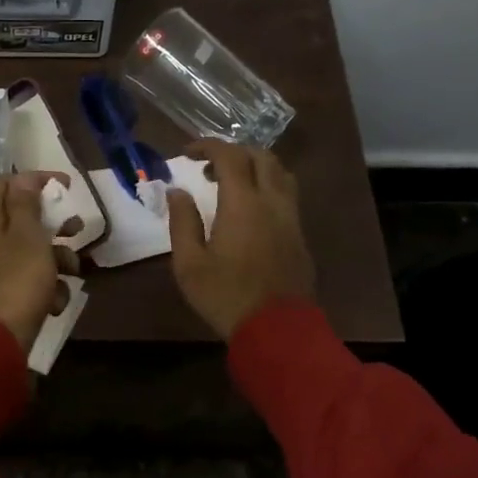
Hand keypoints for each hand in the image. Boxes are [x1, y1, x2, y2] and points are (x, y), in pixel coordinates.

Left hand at [0, 172, 65, 350]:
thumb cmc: (14, 283)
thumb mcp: (27, 238)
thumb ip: (26, 205)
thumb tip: (23, 180)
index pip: (2, 183)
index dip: (34, 180)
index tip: (65, 187)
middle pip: (16, 219)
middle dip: (52, 225)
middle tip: (77, 230)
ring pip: (23, 252)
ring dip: (54, 259)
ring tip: (74, 273)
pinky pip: (19, 281)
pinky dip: (41, 288)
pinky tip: (55, 304)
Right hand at [168, 141, 314, 339]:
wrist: (277, 330)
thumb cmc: (225, 296)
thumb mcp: (189, 264)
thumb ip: (182, 222)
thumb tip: (178, 192)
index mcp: (243, 204)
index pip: (229, 156)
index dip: (208, 146)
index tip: (187, 153)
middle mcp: (272, 202)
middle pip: (261, 156)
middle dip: (233, 152)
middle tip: (208, 168)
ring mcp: (291, 218)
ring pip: (280, 173)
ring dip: (255, 167)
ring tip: (232, 184)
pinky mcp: (300, 236)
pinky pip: (287, 195)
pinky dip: (267, 186)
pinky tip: (250, 210)